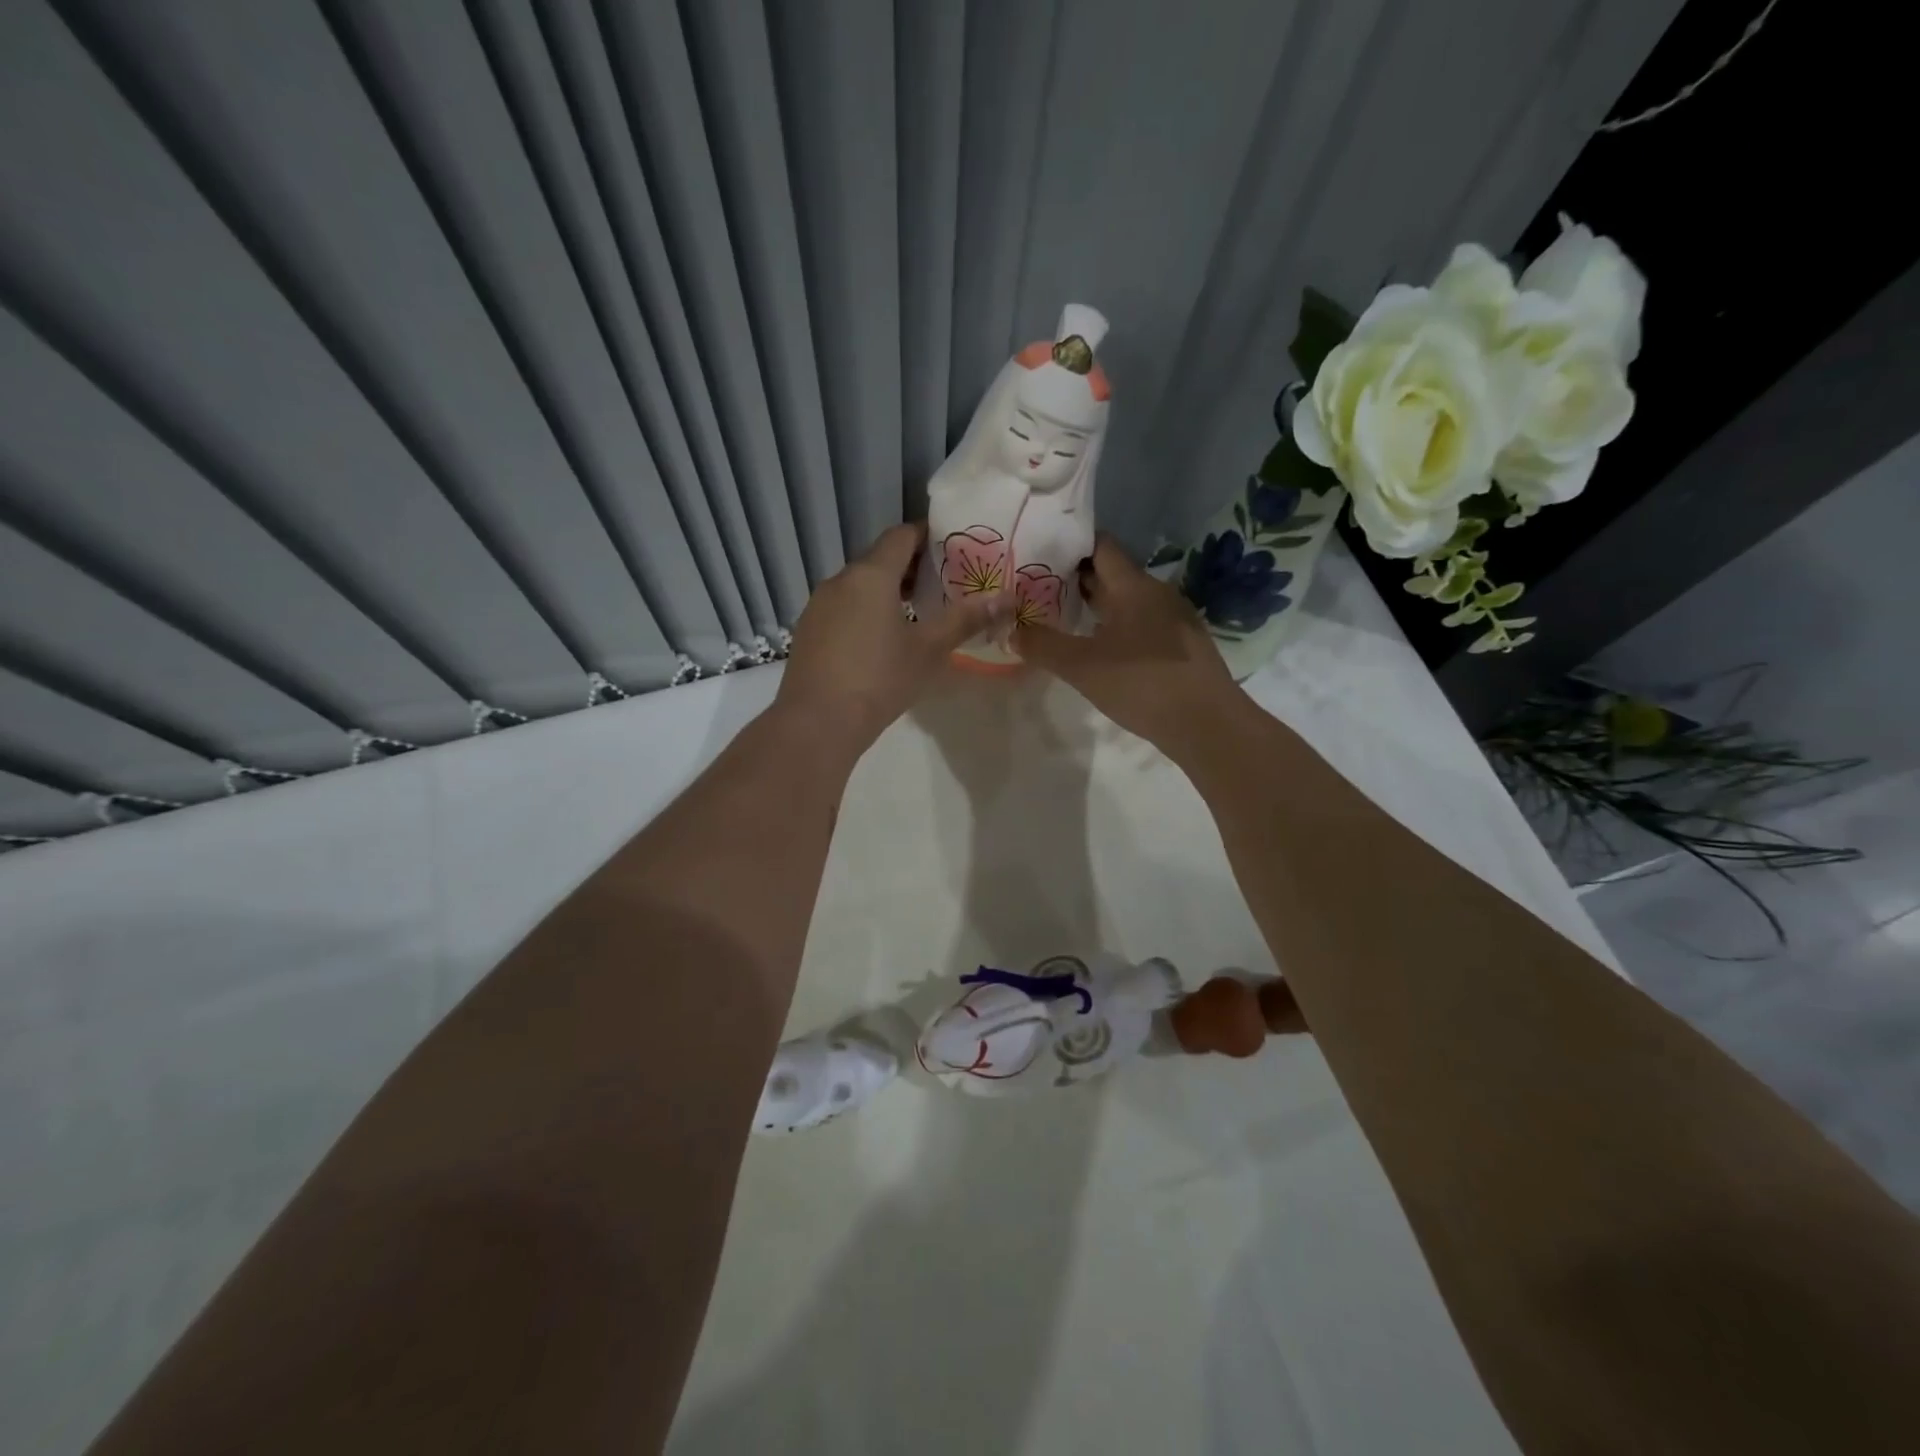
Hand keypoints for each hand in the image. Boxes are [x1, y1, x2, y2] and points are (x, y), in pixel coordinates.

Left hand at [775, 522, 1009, 756]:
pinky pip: (842, 607)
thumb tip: (1006, 599)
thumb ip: (965, 620)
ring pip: (858, 585)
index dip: (927, 536)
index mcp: (871, 575)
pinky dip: (865, 610)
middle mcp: (840, 580)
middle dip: (911, 567)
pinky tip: (880, 639)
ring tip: (916, 612)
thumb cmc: (879, 679)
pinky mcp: (808, 631)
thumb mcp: (928, 650)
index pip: (901, 536)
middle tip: (943, 583)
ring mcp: (818, 605)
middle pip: (879, 559)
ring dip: (887, 590)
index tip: (952, 548)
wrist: (817, 722)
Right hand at [1015, 535, 1243, 759]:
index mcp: (1134, 586)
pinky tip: (1100, 650)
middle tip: (1038, 588)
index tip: (1039, 554)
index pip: (1101, 546)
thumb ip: (1043, 646)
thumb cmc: (1143, 684)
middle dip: (1076, 579)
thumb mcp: (1082, 667)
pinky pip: (1141, 624)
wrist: (1208, 724)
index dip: (1070, 545)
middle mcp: (1157, 593)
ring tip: (1061, 618)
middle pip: (1112, 574)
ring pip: (1127, 602)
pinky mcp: (1182, 646)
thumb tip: (1012, 631)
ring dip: (1096, 607)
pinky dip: (1116, 628)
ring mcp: (1174, 620)